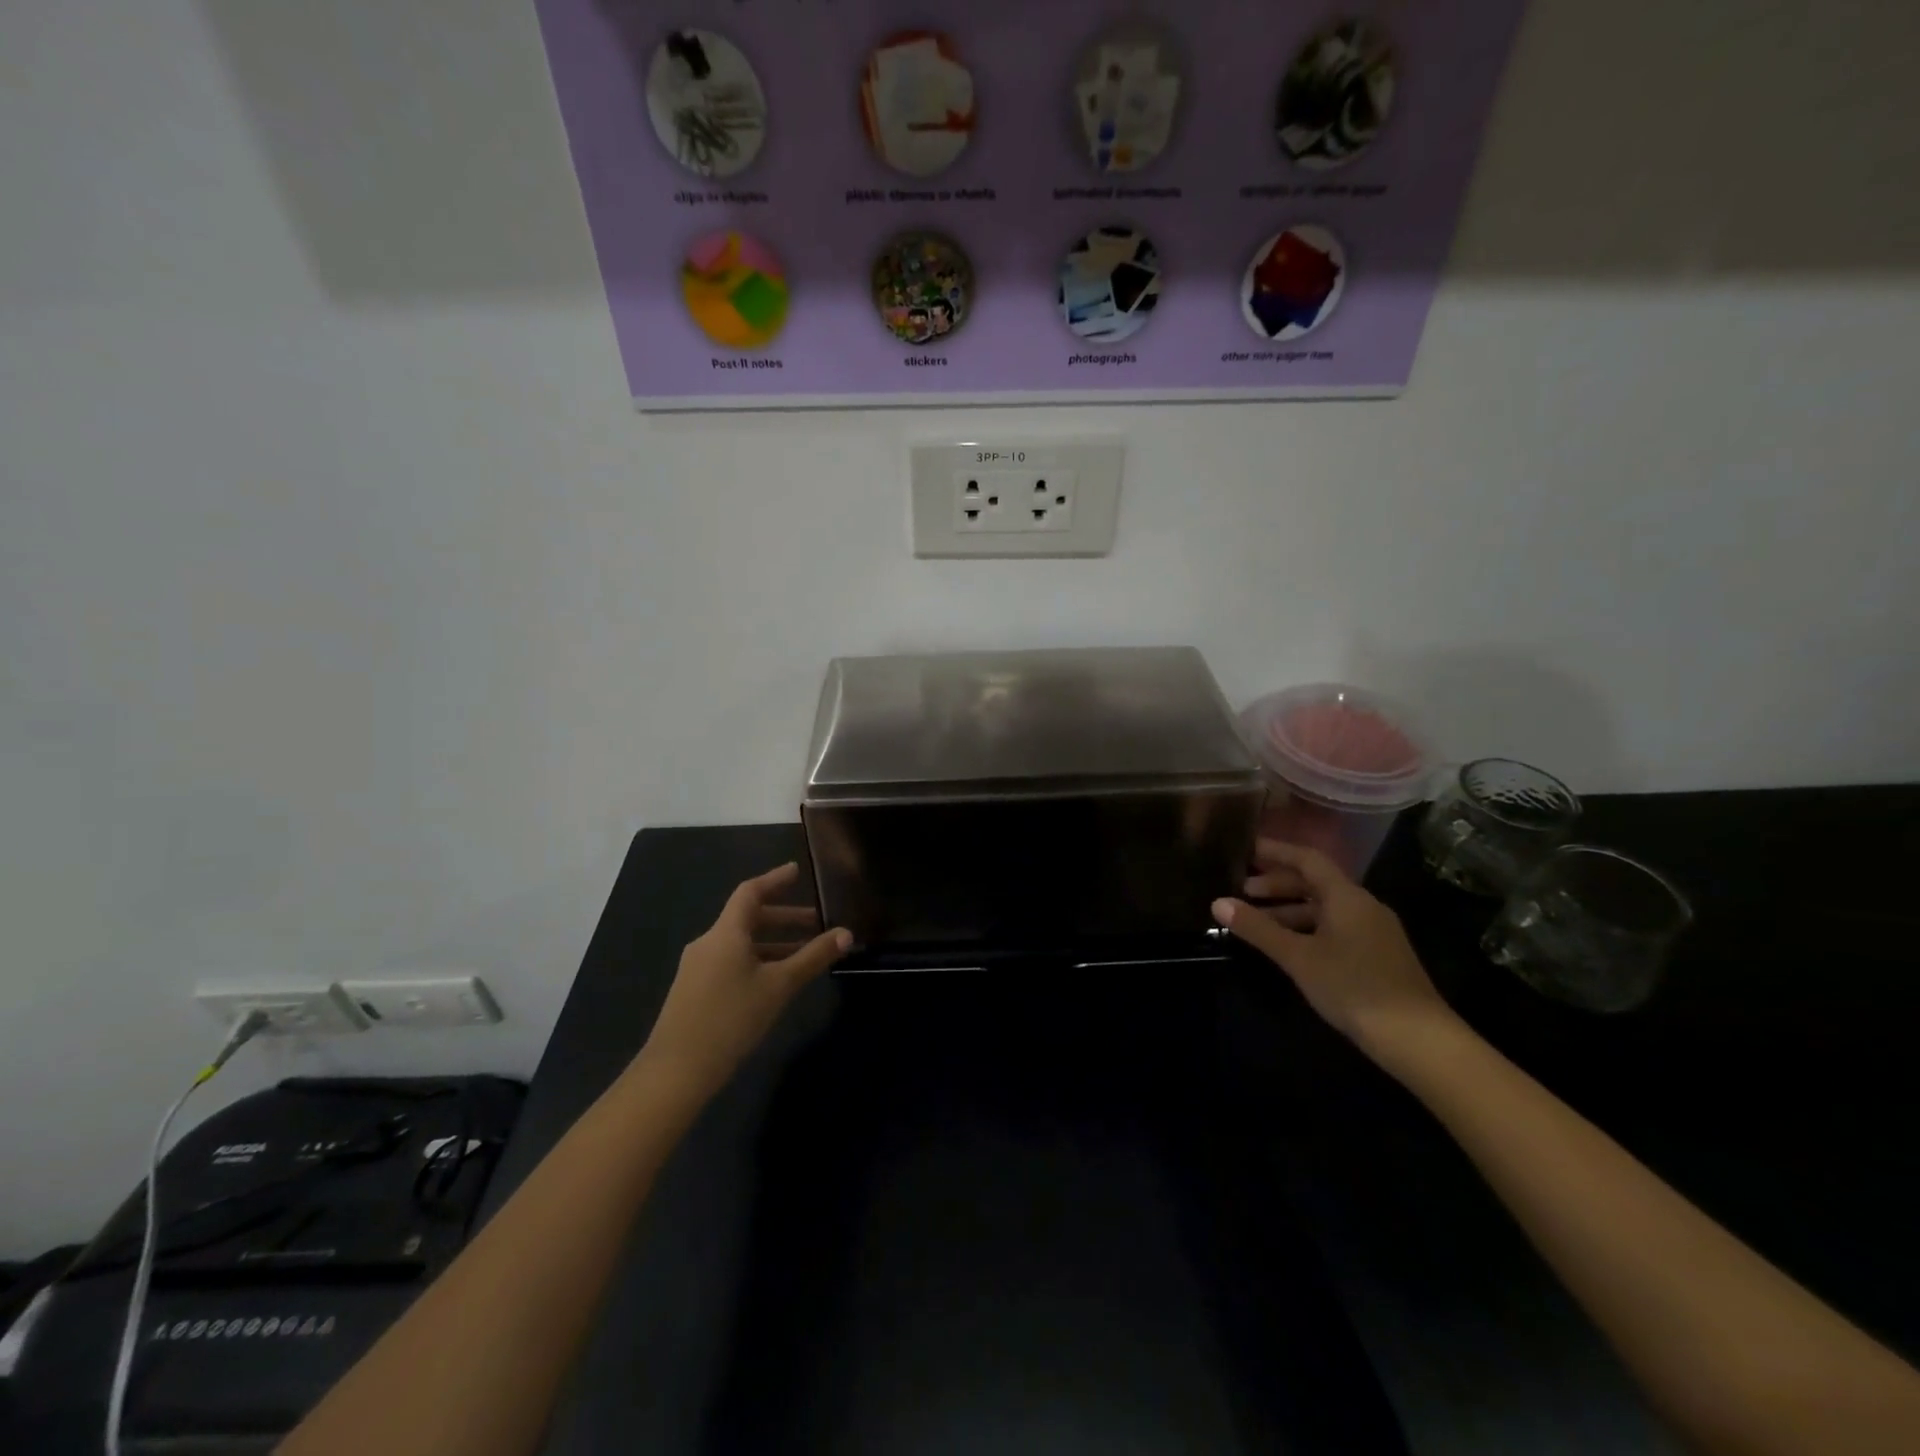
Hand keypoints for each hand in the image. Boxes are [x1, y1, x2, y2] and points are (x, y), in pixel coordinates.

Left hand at [635, 863, 849, 1106]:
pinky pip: (730, 961)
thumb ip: (813, 957)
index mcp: (726, 933)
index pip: (750, 892)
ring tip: (802, 955)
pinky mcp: (694, 990)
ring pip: (740, 943)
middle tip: (815, 923)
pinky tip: (774, 981)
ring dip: (772, 942)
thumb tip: (846, 933)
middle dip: (783, 918)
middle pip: (748, 918)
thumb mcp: (779, 986)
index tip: (797, 872)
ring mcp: (697, 967)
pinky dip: (757, 959)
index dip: (774, 879)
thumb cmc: (731, 1018)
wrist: (676, 1071)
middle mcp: (708, 942)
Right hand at [1212, 839, 1455, 1059]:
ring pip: (1325, 907)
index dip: (1275, 851)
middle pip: (1315, 882)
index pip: (1307, 858)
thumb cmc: (1354, 987)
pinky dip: (1307, 928)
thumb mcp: (1298, 957)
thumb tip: (1218, 903)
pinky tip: (1289, 947)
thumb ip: (1258, 928)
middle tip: (1242, 891)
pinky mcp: (1377, 955)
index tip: (1244, 849)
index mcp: (1346, 896)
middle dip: (1277, 883)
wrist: (1419, 1039)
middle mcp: (1363, 905)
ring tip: (1257, 922)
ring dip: (1290, 909)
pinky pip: (1335, 927)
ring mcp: (1373, 931)